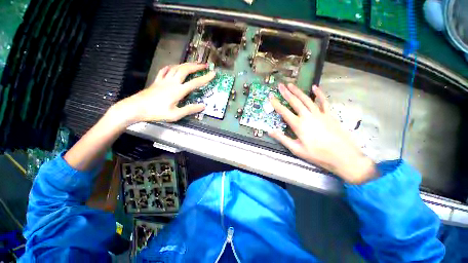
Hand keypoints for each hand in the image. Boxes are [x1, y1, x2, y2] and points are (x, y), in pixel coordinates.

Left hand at [116, 63, 214, 123]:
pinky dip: (171, 66)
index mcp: (178, 91)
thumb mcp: (175, 114)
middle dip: (196, 66)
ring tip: (193, 64)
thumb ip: (190, 109)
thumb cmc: (156, 112)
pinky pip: (165, 70)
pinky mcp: (157, 81)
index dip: (205, 78)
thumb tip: (203, 106)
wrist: (136, 108)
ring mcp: (163, 80)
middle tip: (205, 65)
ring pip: (176, 67)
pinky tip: (173, 66)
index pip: (195, 83)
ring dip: (186, 64)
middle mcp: (172, 82)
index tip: (213, 74)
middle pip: (185, 70)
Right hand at [269, 83, 376, 184]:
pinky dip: (319, 94)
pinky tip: (314, 87)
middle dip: (286, 93)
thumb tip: (270, 131)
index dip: (276, 104)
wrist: (343, 157)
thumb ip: (282, 139)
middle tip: (280, 85)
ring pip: (306, 99)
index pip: (284, 112)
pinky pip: (324, 101)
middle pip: (295, 102)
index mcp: (299, 125)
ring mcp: (320, 114)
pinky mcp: (329, 115)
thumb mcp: (296, 149)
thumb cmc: (318, 155)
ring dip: (298, 91)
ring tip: (291, 85)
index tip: (270, 97)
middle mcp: (308, 116)